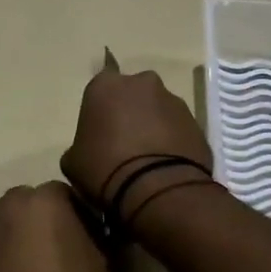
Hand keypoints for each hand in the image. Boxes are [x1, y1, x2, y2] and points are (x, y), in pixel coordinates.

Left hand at [0, 183, 118, 271]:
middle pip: (34, 209)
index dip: (84, 220)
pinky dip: (0, 268)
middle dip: (48, 227)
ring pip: (8, 231)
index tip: (93, 245)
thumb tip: (108, 249)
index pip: (70, 196)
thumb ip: (111, 252)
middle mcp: (7, 206)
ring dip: (21, 245)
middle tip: (64, 259)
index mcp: (45, 199)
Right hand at [61, 66, 212, 209]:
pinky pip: (177, 128)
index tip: (99, 133)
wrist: (158, 188)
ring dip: (153, 126)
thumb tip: (88, 151)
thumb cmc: (105, 169)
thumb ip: (79, 146)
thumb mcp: (73, 162)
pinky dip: (172, 141)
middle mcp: (141, 83)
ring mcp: (173, 100)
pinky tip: (166, 166)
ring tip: (148, 159)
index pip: (99, 89)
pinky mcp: (196, 121)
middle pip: (132, 94)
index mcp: (105, 86)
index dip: (99, 111)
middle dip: (129, 112)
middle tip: (123, 144)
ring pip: (158, 109)